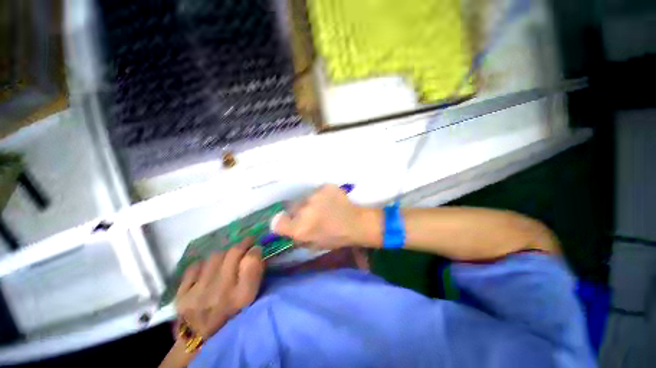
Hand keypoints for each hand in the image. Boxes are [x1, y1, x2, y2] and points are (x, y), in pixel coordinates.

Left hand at [175, 238, 263, 338]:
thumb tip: (257, 253)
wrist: (200, 343)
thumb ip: (255, 276)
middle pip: (233, 253)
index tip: (256, 248)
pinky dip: (204, 264)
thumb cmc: (232, 320)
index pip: (251, 260)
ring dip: (225, 253)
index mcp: (242, 297)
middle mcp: (221, 292)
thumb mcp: (251, 302)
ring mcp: (198, 293)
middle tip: (246, 243)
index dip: (255, 250)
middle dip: (242, 244)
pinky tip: (207, 270)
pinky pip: (195, 266)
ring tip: (227, 257)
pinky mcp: (181, 294)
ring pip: (215, 256)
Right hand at [273, 184, 374, 248]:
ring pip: (305, 199)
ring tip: (323, 208)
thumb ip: (297, 237)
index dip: (283, 224)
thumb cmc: (337, 238)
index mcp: (300, 228)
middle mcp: (303, 209)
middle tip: (311, 216)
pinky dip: (321, 196)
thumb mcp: (314, 244)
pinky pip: (317, 192)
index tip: (290, 224)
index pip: (277, 223)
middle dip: (298, 213)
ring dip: (310, 204)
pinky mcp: (325, 186)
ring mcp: (315, 195)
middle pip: (291, 209)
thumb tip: (285, 228)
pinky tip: (330, 201)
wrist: (357, 223)